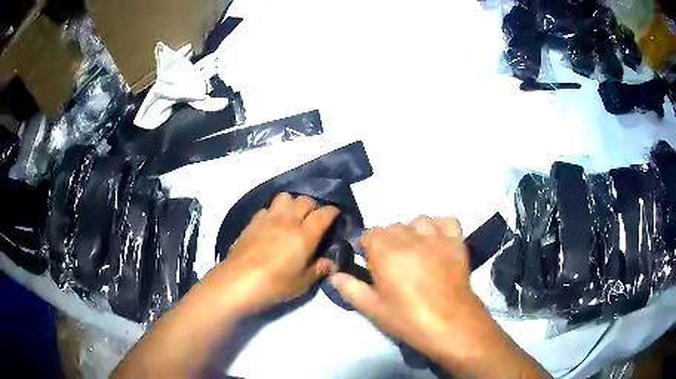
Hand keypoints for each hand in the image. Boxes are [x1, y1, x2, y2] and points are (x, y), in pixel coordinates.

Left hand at [204, 193, 339, 314]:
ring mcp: (268, 218)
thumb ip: (320, 269)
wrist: (238, 282)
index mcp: (304, 235)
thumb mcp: (303, 282)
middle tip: (313, 220)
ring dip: (292, 204)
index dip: (333, 211)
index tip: (336, 216)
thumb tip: (333, 263)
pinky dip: (274, 212)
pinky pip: (268, 208)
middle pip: (305, 200)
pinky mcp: (253, 221)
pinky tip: (272, 225)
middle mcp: (288, 220)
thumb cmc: (275, 285)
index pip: (324, 213)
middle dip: (313, 207)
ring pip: (285, 197)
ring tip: (292, 218)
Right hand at [330, 216, 549, 377]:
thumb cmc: (408, 319)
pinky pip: (447, 222)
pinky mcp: (456, 242)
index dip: (367, 248)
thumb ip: (350, 288)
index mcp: (385, 250)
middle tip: (392, 265)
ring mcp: (436, 237)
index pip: (369, 233)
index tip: (370, 264)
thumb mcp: (373, 309)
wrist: (451, 324)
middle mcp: (409, 236)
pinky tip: (437, 242)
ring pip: (418, 221)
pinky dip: (440, 227)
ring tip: (414, 252)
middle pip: (393, 227)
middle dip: (388, 241)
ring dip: (412, 232)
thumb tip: (334, 275)